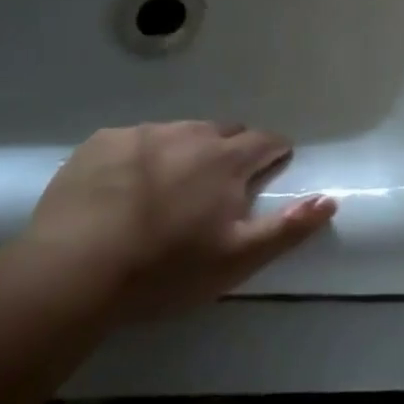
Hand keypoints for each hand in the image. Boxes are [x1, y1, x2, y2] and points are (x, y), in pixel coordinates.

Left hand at [25, 121, 334, 320]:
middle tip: (218, 187)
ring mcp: (143, 133)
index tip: (272, 168)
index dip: (274, 153)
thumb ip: (288, 227)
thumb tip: (331, 199)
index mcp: (227, 158)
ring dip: (185, 152)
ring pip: (179, 133)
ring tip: (170, 189)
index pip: (266, 140)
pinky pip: (133, 140)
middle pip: (224, 131)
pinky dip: (140, 157)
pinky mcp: (101, 142)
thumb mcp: (236, 259)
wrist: (72, 272)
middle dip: (231, 151)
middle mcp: (190, 133)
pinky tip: (124, 190)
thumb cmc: (164, 270)